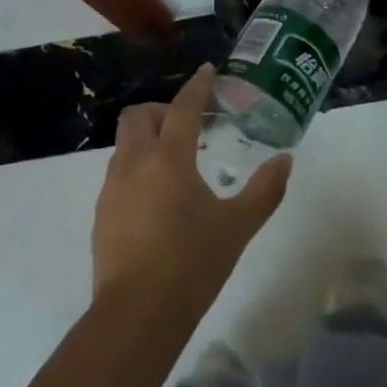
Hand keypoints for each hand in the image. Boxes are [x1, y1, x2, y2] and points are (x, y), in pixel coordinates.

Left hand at [92, 64, 291, 304]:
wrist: (137, 315)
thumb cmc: (192, 264)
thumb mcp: (238, 227)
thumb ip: (264, 191)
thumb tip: (285, 161)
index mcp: (169, 158)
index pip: (183, 108)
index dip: (197, 86)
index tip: (207, 71)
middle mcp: (135, 163)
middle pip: (139, 115)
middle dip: (162, 110)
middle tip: (188, 125)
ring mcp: (112, 188)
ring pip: (125, 143)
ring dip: (147, 138)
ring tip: (174, 162)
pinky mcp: (102, 213)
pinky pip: (118, 173)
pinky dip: (136, 167)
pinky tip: (156, 197)